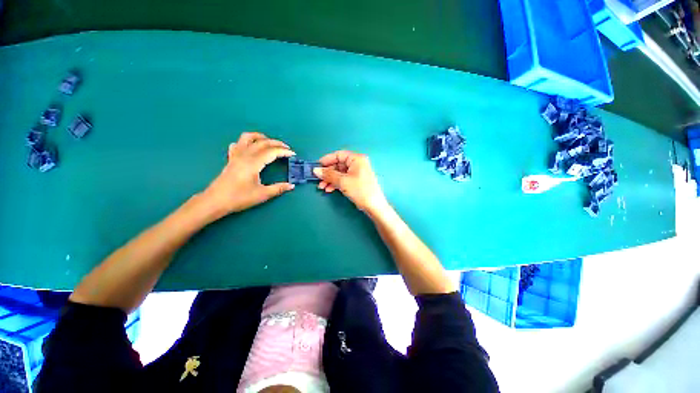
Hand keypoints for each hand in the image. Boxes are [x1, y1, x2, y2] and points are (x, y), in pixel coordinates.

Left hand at [200, 132, 294, 216]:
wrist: (215, 201)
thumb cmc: (239, 198)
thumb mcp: (262, 194)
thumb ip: (278, 188)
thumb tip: (291, 186)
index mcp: (253, 163)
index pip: (271, 152)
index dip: (284, 151)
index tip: (293, 154)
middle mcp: (245, 155)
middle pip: (262, 143)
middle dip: (277, 143)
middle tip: (287, 148)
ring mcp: (236, 155)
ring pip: (248, 138)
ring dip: (260, 137)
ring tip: (269, 141)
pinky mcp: (231, 158)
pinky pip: (238, 144)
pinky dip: (246, 142)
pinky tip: (251, 147)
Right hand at [313, 150, 388, 213]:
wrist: (374, 206)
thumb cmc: (360, 190)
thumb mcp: (343, 181)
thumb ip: (328, 175)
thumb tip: (315, 170)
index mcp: (356, 159)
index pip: (339, 155)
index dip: (327, 160)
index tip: (317, 166)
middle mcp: (357, 163)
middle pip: (338, 165)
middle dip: (327, 173)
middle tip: (318, 180)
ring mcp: (357, 173)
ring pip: (340, 173)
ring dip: (330, 179)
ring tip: (322, 187)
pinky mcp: (356, 181)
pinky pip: (344, 179)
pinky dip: (336, 183)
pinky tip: (329, 189)